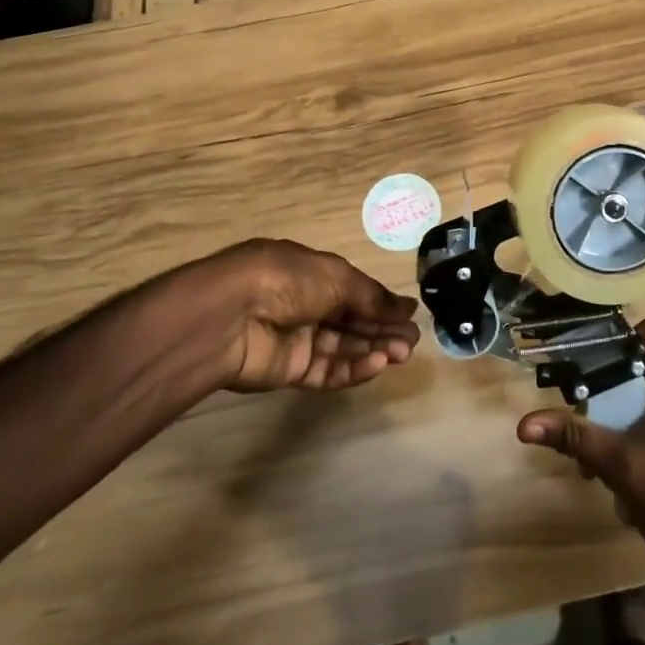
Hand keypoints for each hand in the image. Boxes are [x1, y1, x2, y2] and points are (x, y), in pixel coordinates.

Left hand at [189, 239, 420, 392]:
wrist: (231, 316)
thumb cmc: (286, 280)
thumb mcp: (336, 276)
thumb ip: (371, 297)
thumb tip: (406, 308)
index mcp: (311, 273)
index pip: (353, 290)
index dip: (381, 303)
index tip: (409, 316)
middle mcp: (305, 304)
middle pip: (351, 320)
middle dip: (382, 329)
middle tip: (412, 340)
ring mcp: (297, 339)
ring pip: (343, 347)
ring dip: (374, 349)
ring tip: (402, 353)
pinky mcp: (290, 371)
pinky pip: (328, 371)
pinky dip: (353, 368)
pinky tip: (377, 363)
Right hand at [517, 319, 644, 583]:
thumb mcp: (622, 466)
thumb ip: (576, 438)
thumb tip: (524, 424)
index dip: (612, 336)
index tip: (578, 353)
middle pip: (639, 358)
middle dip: (604, 376)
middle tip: (572, 394)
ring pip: (641, 387)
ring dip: (612, 406)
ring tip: (585, 434)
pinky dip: (627, 422)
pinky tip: (607, 458)